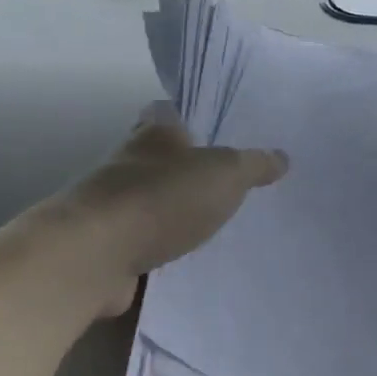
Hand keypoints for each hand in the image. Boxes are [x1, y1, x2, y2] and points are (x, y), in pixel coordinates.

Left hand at [59, 104, 288, 314]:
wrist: (95, 255)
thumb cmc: (162, 197)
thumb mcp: (225, 173)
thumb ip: (253, 165)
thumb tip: (281, 157)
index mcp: (154, 133)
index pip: (173, 113)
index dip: (197, 119)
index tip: (224, 133)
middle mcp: (129, 163)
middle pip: (164, 159)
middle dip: (191, 171)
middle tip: (232, 184)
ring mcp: (115, 207)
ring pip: (154, 203)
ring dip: (177, 213)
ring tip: (219, 226)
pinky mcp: (109, 247)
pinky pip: (145, 244)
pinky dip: (163, 251)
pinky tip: (192, 263)